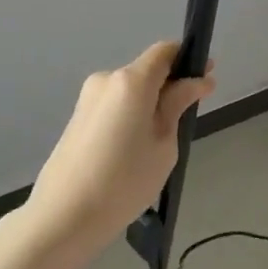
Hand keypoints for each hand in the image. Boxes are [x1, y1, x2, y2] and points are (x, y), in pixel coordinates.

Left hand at [27, 41, 216, 247]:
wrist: (62, 217)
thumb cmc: (124, 181)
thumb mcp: (163, 144)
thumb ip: (178, 105)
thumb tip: (198, 80)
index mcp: (131, 81)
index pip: (165, 51)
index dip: (188, 60)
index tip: (205, 79)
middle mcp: (107, 79)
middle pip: (147, 71)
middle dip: (168, 87)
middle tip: (184, 121)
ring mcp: (88, 98)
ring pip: (130, 91)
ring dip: (148, 104)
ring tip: (156, 146)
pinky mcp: (77, 117)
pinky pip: (114, 106)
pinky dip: (130, 117)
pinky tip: (131, 152)